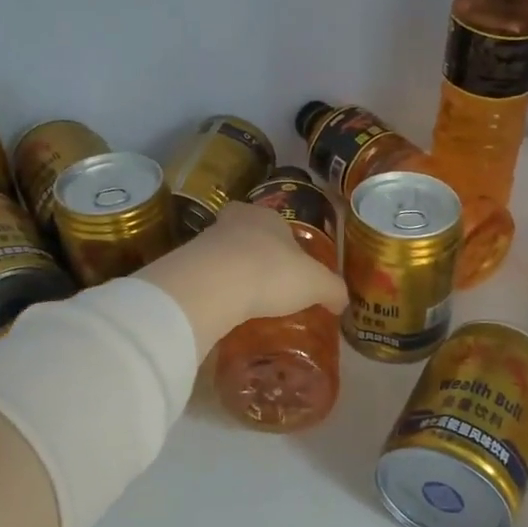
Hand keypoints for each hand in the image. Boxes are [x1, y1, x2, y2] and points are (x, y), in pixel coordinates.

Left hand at [135, 201, 347, 356]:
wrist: (213, 286)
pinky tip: (224, 310)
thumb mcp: (316, 284)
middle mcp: (235, 221)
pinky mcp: (185, 265)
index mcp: (268, 216)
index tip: (291, 267)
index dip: (287, 245)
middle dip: (257, 255)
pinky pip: (207, 277)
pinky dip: (215, 291)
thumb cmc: (272, 273)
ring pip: (224, 255)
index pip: (280, 224)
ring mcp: (205, 241)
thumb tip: (342, 302)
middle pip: (249, 235)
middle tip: (268, 283)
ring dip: (233, 272)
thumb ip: (332, 290)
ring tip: (246, 301)